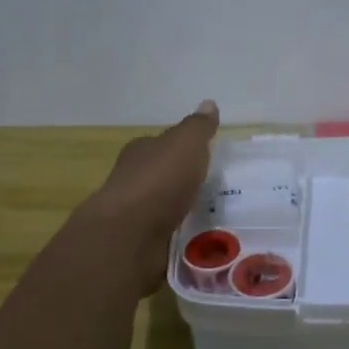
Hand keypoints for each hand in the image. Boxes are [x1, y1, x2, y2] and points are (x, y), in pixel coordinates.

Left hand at [80, 100, 220, 292]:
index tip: (206, 157)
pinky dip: (183, 239)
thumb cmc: (158, 181)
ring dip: (185, 212)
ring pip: (167, 209)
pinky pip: (169, 238)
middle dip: (186, 182)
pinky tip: (203, 243)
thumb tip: (209, 103)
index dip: (183, 149)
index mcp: (141, 152)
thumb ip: (198, 127)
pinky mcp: (141, 244)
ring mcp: (136, 215)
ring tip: (219, 219)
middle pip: (164, 177)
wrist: (129, 235)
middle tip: (219, 190)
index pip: (162, 145)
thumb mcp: (185, 144)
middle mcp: (134, 180)